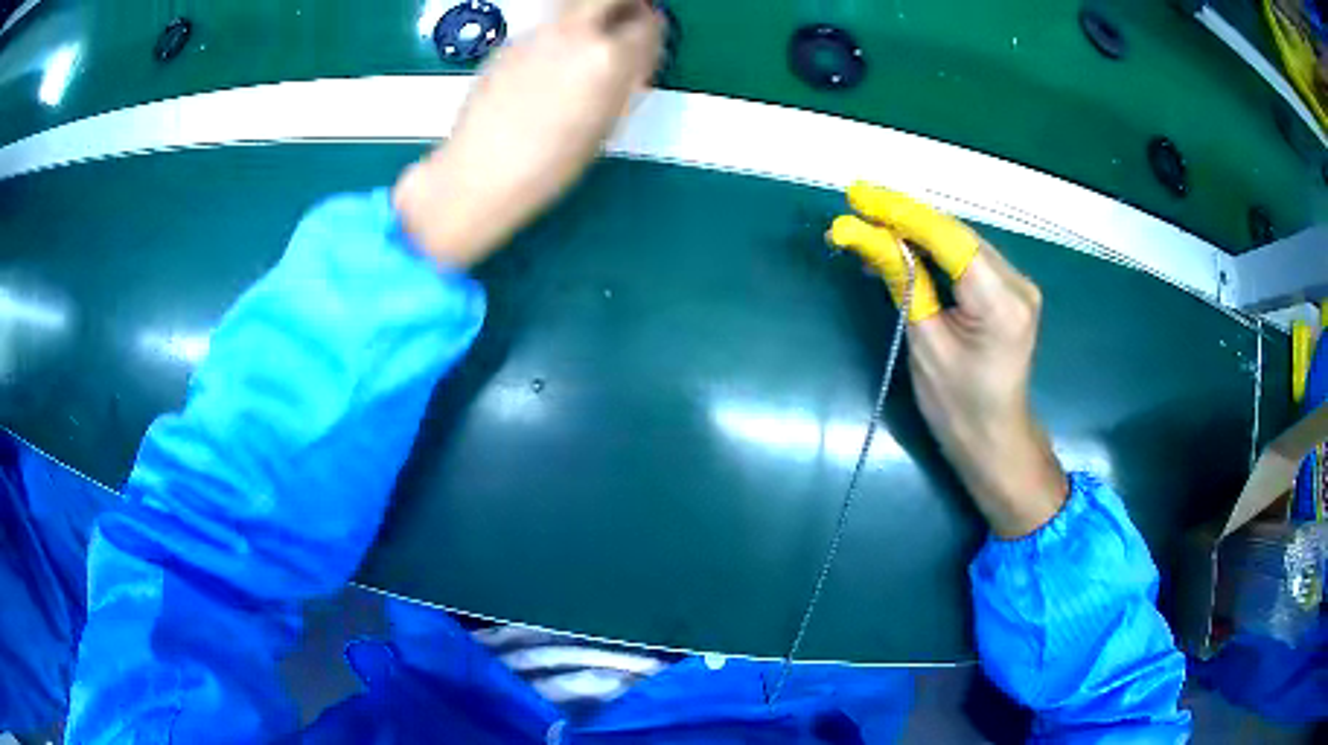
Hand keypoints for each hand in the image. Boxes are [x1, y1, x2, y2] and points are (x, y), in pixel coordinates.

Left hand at [394, 0, 663, 267]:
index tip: (651, 38)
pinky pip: (546, 29)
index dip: (653, 31)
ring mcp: (537, 35)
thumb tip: (634, 61)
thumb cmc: (551, 164)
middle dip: (625, 4)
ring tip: (590, 45)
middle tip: (630, 18)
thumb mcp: (606, 125)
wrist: (481, 171)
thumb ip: (625, 81)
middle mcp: (573, 35)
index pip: (647, 23)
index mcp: (607, 57)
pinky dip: (559, 36)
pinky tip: (551, 68)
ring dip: (591, 16)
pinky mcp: (509, 44)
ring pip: (575, 7)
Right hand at [830, 183, 1066, 537]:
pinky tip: (903, 246)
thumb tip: (864, 235)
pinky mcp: (1010, 289)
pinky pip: (967, 257)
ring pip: (960, 240)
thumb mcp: (924, 344)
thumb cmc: (957, 407)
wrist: (995, 439)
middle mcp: (1018, 282)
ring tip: (872, 224)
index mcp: (1001, 302)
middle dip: (905, 217)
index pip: (948, 239)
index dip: (901, 213)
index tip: (859, 196)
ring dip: (916, 231)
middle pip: (955, 233)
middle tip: (858, 207)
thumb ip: (902, 282)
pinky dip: (933, 249)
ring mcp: (1018, 283)